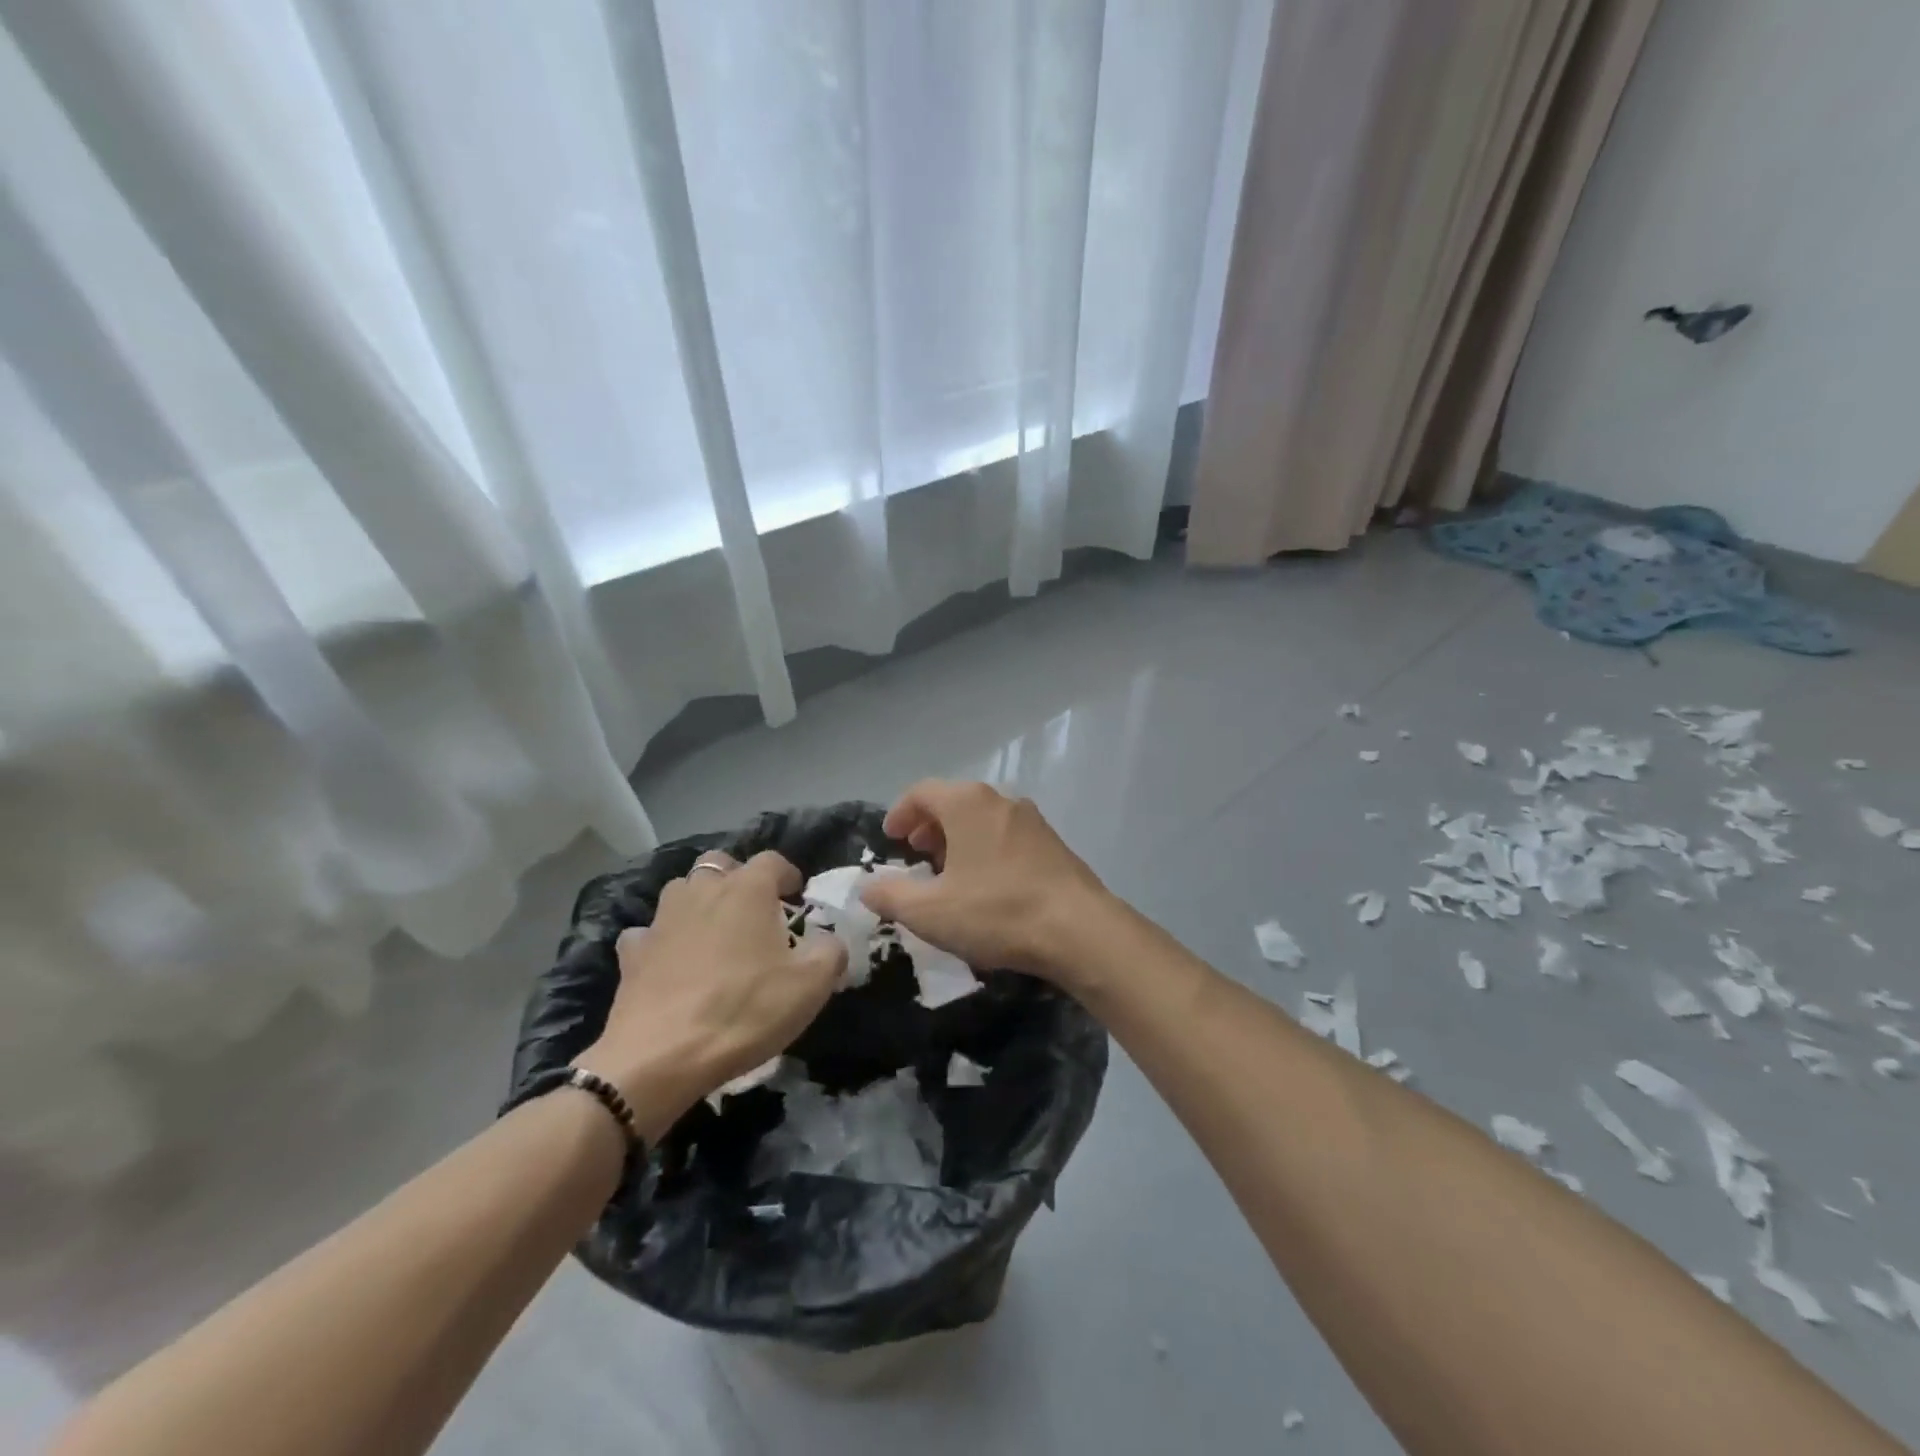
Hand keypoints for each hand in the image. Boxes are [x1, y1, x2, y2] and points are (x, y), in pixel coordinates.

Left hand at [574, 850, 845, 1136]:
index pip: (772, 860)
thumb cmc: (746, 1010)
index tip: (796, 896)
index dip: (787, 874)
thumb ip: (831, 951)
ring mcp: (662, 919)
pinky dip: (661, 939)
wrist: (661, 1056)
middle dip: (737, 877)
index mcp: (748, 889)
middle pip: (720, 863)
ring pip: (681, 890)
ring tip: (714, 932)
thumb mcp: (811, 985)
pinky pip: (648, 932)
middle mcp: (703, 891)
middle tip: (753, 909)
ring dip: (699, 901)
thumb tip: (830, 939)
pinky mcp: (632, 952)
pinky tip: (670, 961)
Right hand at [857, 781, 1116, 985]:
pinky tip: (986, 886)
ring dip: (959, 839)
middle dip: (929, 826)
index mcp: (967, 803)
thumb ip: (890, 896)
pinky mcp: (1054, 845)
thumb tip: (867, 887)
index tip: (890, 839)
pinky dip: (986, 850)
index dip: (900, 813)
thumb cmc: (997, 912)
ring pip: (983, 819)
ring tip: (948, 873)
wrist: (1079, 930)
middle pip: (954, 802)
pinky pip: (1007, 837)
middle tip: (916, 854)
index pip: (922, 792)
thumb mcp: (930, 912)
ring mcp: (1032, 821)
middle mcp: (1001, 801)